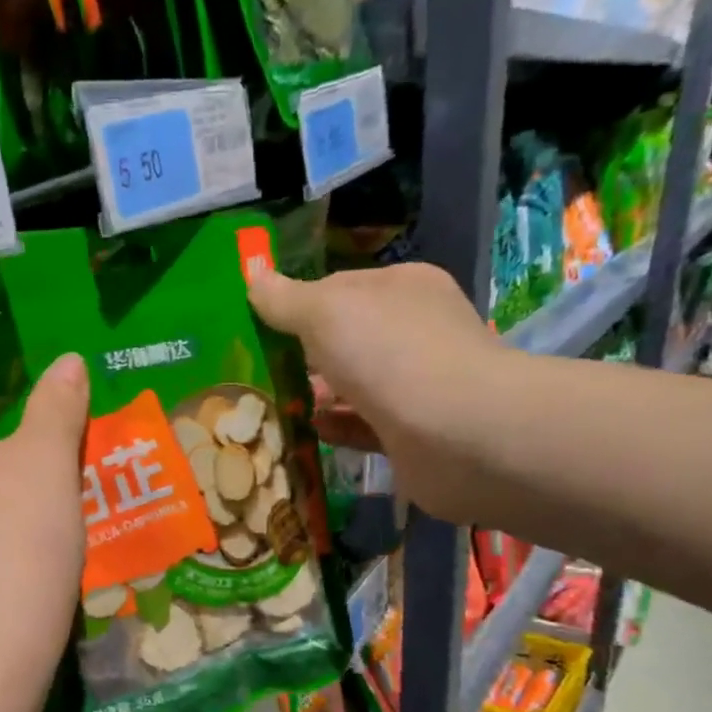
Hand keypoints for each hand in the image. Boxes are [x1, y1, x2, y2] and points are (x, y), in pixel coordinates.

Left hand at [0, 355, 89, 680]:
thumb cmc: (14, 536)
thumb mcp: (47, 460)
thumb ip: (57, 404)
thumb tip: (66, 360)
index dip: (13, 378)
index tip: (58, 392)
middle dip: (15, 431)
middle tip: (69, 436)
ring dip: (9, 476)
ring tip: (63, 480)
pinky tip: (34, 530)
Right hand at [249, 263, 510, 521]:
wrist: (459, 434)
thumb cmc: (390, 354)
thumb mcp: (326, 311)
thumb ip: (286, 299)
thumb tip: (252, 276)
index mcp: (401, 289)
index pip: (338, 289)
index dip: (296, 305)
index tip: (255, 328)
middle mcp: (412, 332)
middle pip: (344, 340)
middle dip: (301, 356)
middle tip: (253, 373)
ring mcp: (415, 386)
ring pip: (351, 386)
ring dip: (313, 395)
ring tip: (266, 406)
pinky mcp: (412, 435)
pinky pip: (362, 426)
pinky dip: (334, 427)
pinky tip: (304, 432)